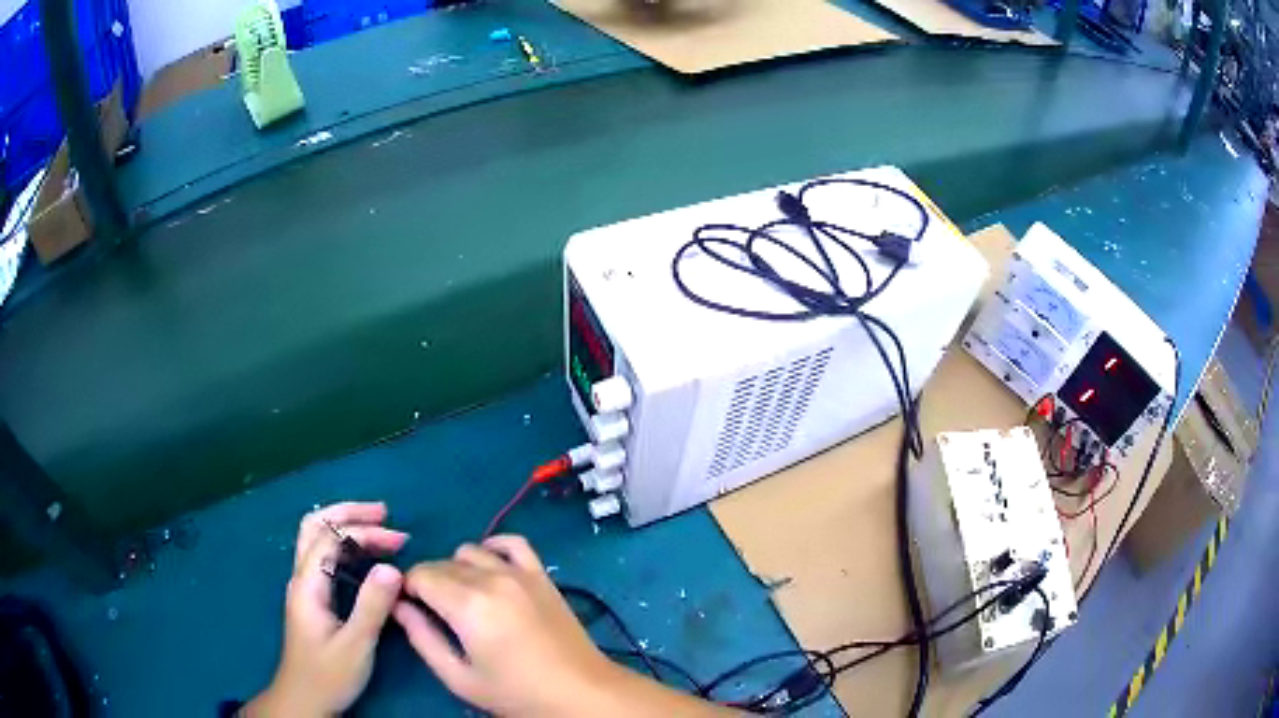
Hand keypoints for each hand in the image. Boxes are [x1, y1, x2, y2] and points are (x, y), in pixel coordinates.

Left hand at [245, 502, 408, 716]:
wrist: (304, 699)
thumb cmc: (329, 676)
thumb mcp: (356, 645)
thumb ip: (372, 606)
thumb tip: (393, 568)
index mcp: (308, 585)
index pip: (331, 538)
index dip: (365, 532)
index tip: (400, 541)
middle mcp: (301, 577)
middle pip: (315, 525)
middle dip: (348, 513)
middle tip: (384, 513)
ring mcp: (304, 586)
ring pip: (317, 538)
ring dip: (345, 525)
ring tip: (379, 527)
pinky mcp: (311, 597)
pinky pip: (324, 556)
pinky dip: (344, 545)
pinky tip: (364, 556)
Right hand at [394, 536, 732, 716]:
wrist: (581, 693)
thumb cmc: (517, 693)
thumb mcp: (460, 678)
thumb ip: (423, 639)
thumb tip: (398, 607)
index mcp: (468, 605)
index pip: (419, 575)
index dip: (407, 589)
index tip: (409, 608)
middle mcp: (492, 579)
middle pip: (442, 563)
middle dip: (429, 582)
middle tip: (434, 612)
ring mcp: (521, 573)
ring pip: (470, 551)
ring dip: (456, 569)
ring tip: (462, 598)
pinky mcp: (542, 575)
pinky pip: (513, 543)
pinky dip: (494, 548)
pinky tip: (489, 567)